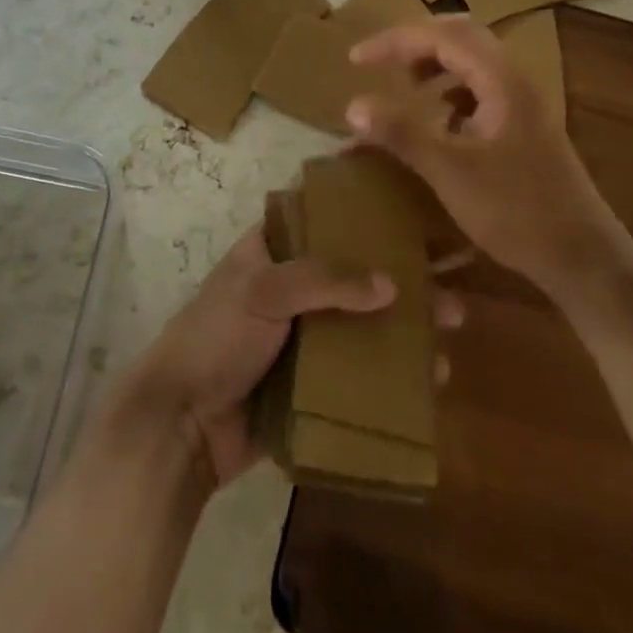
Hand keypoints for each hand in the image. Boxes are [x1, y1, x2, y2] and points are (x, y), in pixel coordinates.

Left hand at [122, 226, 462, 490]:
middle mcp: (294, 286)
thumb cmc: (215, 337)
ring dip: (407, 326)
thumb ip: (323, 280)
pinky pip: (361, 372)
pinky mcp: (314, 384)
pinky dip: (394, 374)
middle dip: (403, 276)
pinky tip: (431, 381)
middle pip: (357, 272)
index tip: (414, 205)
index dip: (365, 209)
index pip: (325, 216)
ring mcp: (306, 337)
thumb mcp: (262, 290)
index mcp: (273, 249)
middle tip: (451, 283)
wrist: (181, 427)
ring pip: (365, 322)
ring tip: (451, 332)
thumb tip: (391, 285)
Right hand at [348, 17, 616, 293]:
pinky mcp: (524, 127)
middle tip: (381, 61)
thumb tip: (353, 105)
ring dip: (436, 64)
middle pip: (461, 36)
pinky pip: (482, 88)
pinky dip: (452, 91)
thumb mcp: (450, 172)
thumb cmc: (516, 211)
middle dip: (416, 42)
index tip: (356, 60)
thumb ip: (402, 133)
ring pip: (474, 61)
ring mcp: (523, 103)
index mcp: (500, 81)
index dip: (395, 41)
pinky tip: (439, 121)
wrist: (583, 258)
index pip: (441, 37)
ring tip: (407, 86)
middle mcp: (514, 81)